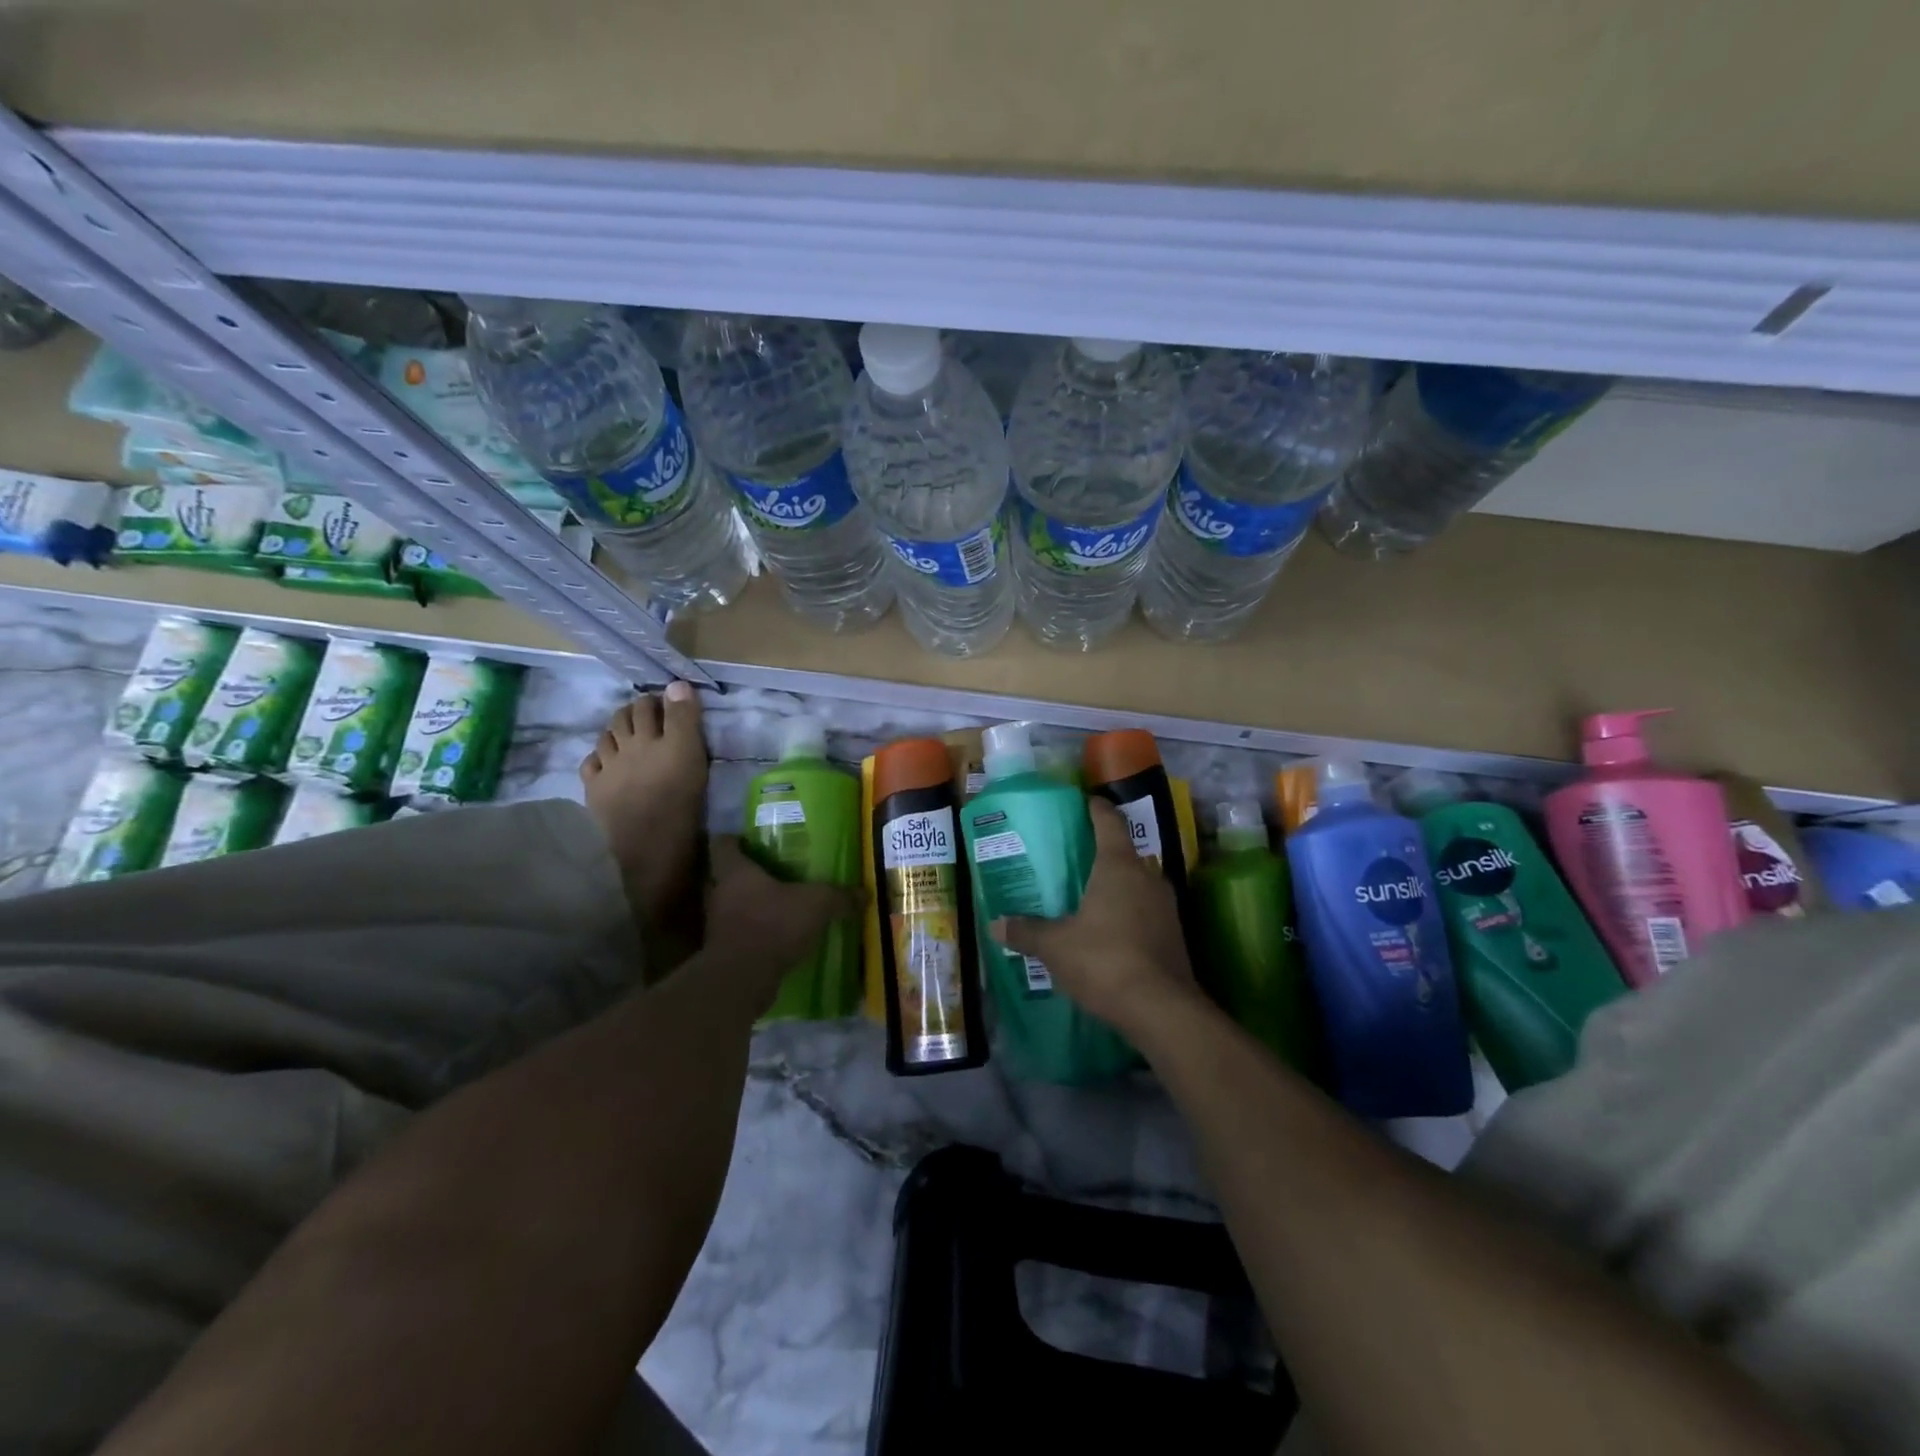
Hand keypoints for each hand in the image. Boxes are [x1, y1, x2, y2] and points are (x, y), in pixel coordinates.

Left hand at [703, 835, 860, 1006]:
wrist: (744, 978)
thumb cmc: (774, 924)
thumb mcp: (817, 904)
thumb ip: (839, 897)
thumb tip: (865, 894)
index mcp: (735, 871)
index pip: (722, 844)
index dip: (734, 839)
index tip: (750, 839)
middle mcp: (719, 893)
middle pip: (723, 876)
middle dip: (744, 875)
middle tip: (771, 872)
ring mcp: (716, 925)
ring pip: (729, 907)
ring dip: (748, 906)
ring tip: (776, 906)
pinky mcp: (722, 952)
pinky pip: (737, 935)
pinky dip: (753, 934)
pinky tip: (776, 937)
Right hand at [992, 797, 1200, 1036]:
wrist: (1161, 1009)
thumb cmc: (1104, 961)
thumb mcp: (1055, 946)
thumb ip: (1026, 931)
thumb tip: (995, 924)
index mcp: (1118, 865)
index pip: (1108, 820)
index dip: (1094, 808)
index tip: (1081, 802)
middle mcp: (1147, 875)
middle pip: (1123, 851)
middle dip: (1100, 851)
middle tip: (1072, 857)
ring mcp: (1165, 904)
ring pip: (1137, 881)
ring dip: (1116, 884)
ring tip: (1087, 894)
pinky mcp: (1173, 932)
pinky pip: (1146, 908)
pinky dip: (1127, 910)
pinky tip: (1108, 929)